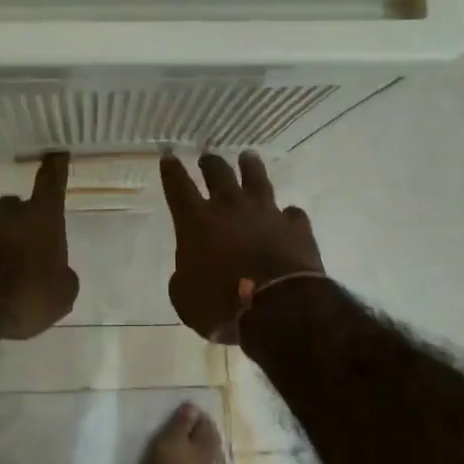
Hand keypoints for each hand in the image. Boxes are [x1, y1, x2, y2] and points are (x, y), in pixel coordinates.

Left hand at [0, 153, 78, 339]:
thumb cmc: (20, 298)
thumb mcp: (59, 297)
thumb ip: (61, 277)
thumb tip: (57, 272)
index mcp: (38, 219)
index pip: (51, 184)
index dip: (55, 169)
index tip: (55, 154)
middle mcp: (2, 211)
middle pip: (13, 209)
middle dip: (16, 226)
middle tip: (18, 255)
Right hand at [161, 152, 323, 341]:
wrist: (277, 307)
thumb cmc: (220, 304)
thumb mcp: (185, 298)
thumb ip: (183, 279)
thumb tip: (188, 272)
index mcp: (197, 221)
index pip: (178, 187)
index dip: (172, 170)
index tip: (169, 155)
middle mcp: (230, 207)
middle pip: (219, 174)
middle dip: (211, 163)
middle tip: (208, 157)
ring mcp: (266, 213)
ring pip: (257, 179)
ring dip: (250, 167)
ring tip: (248, 157)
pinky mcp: (295, 227)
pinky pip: (292, 214)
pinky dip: (288, 215)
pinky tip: (289, 215)